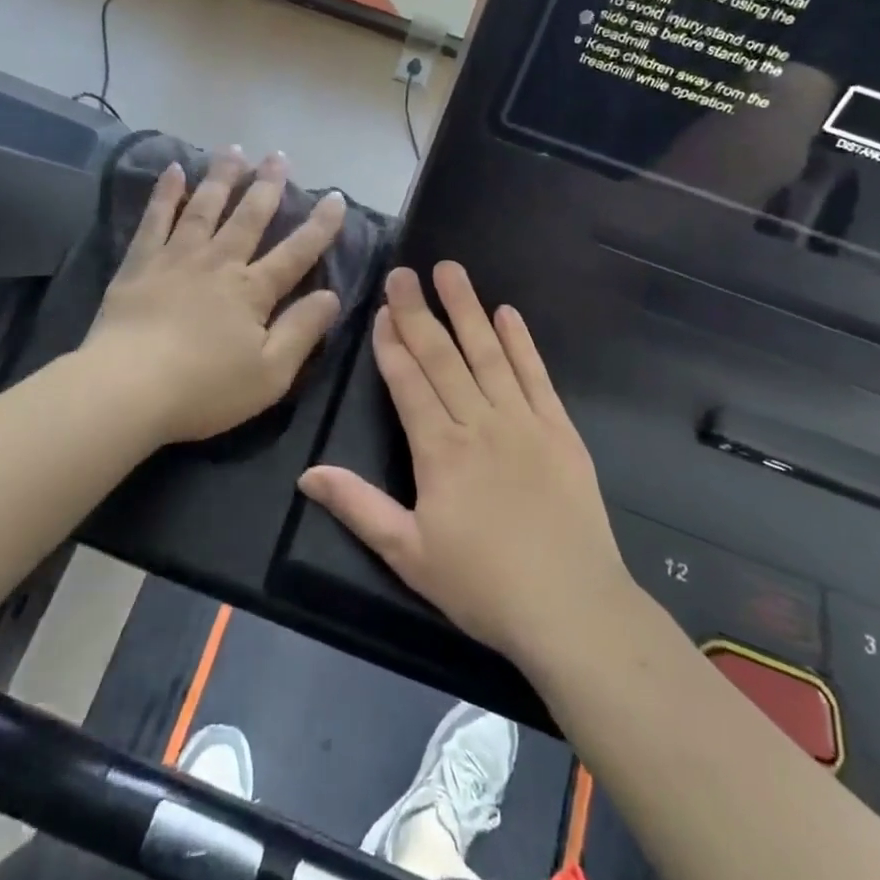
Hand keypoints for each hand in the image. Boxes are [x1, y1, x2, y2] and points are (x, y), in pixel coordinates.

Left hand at [86, 148, 346, 444]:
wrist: (127, 388)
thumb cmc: (204, 389)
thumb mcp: (270, 374)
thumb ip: (301, 331)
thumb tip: (332, 296)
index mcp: (252, 291)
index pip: (295, 252)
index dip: (319, 226)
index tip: (335, 197)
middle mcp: (218, 263)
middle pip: (249, 217)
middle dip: (267, 186)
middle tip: (279, 156)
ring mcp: (176, 258)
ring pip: (205, 207)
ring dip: (222, 177)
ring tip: (235, 150)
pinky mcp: (140, 263)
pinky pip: (155, 219)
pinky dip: (165, 193)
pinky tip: (174, 170)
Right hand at [299, 262, 632, 667]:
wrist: (572, 608)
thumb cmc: (483, 585)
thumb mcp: (409, 554)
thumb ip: (358, 507)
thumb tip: (308, 474)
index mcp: (439, 451)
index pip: (408, 383)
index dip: (391, 344)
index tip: (380, 309)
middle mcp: (479, 423)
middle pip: (442, 357)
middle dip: (418, 312)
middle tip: (403, 273)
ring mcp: (523, 422)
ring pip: (487, 354)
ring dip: (467, 310)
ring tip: (451, 271)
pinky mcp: (560, 430)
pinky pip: (536, 376)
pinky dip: (521, 343)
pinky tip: (509, 314)